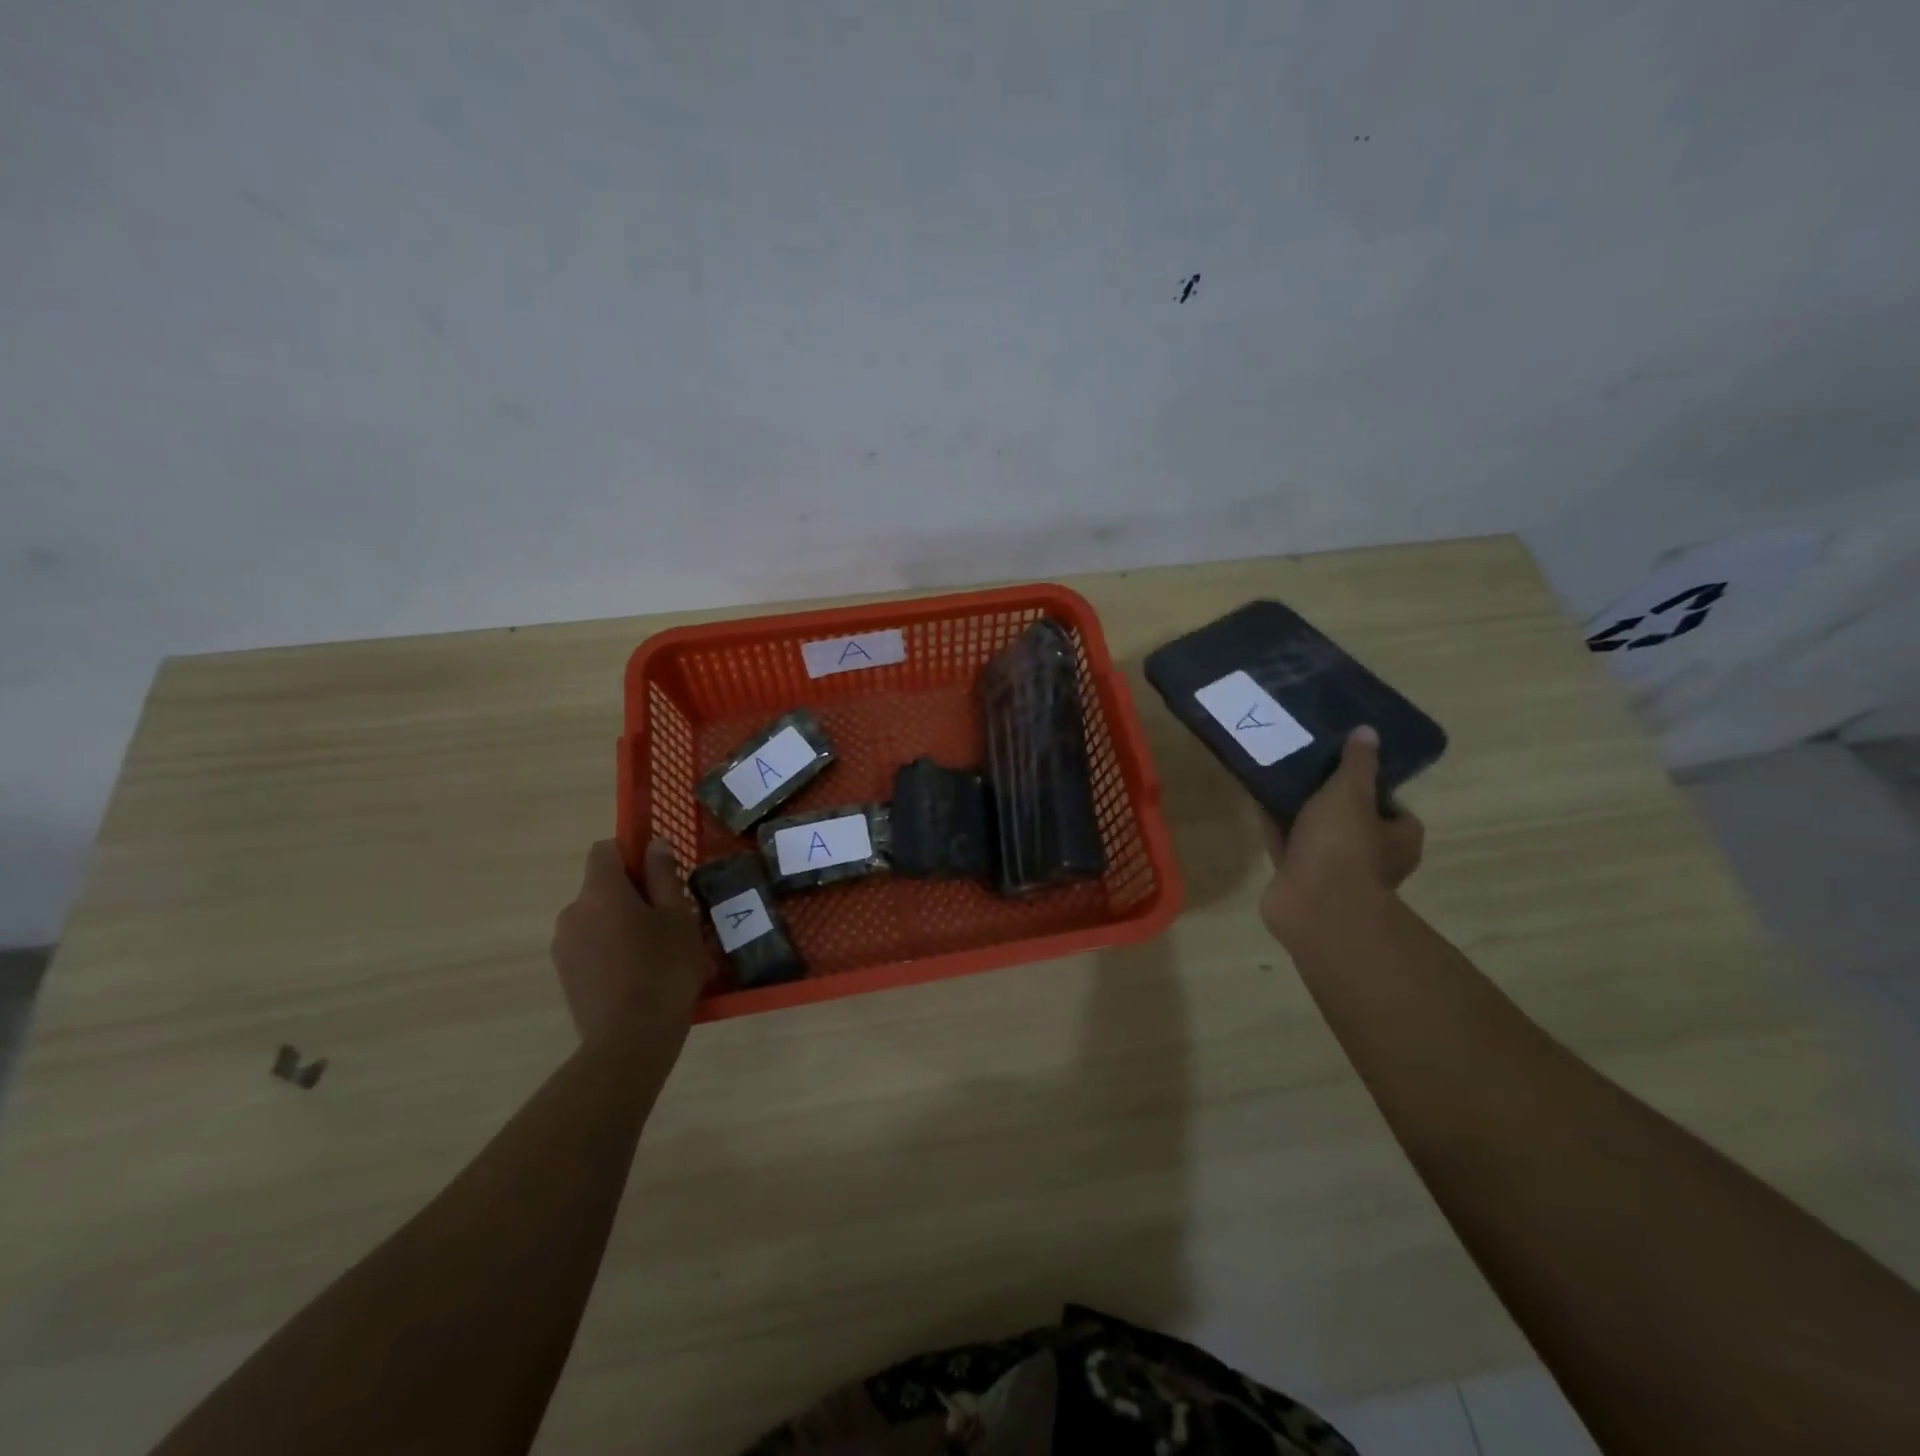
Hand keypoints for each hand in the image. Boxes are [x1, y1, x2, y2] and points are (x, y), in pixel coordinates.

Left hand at [551, 839, 706, 1041]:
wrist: (631, 1039)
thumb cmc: (664, 968)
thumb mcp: (678, 916)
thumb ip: (664, 875)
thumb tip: (654, 844)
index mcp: (600, 891)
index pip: (604, 850)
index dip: (631, 853)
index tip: (659, 874)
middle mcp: (572, 911)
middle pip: (601, 887)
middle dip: (630, 894)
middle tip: (667, 918)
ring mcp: (563, 946)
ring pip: (595, 919)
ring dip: (619, 924)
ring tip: (654, 952)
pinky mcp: (564, 976)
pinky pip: (589, 947)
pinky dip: (609, 950)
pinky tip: (636, 975)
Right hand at [1260, 726, 1424, 945]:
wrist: (1313, 905)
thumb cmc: (1343, 846)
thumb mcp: (1350, 793)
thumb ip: (1356, 763)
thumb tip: (1368, 732)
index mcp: (1398, 839)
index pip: (1392, 808)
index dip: (1371, 787)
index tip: (1346, 768)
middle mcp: (1371, 858)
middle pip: (1351, 820)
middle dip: (1329, 799)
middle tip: (1306, 769)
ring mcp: (1333, 871)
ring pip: (1316, 833)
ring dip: (1299, 813)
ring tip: (1277, 779)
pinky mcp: (1300, 879)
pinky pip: (1288, 845)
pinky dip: (1276, 828)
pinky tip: (1258, 803)